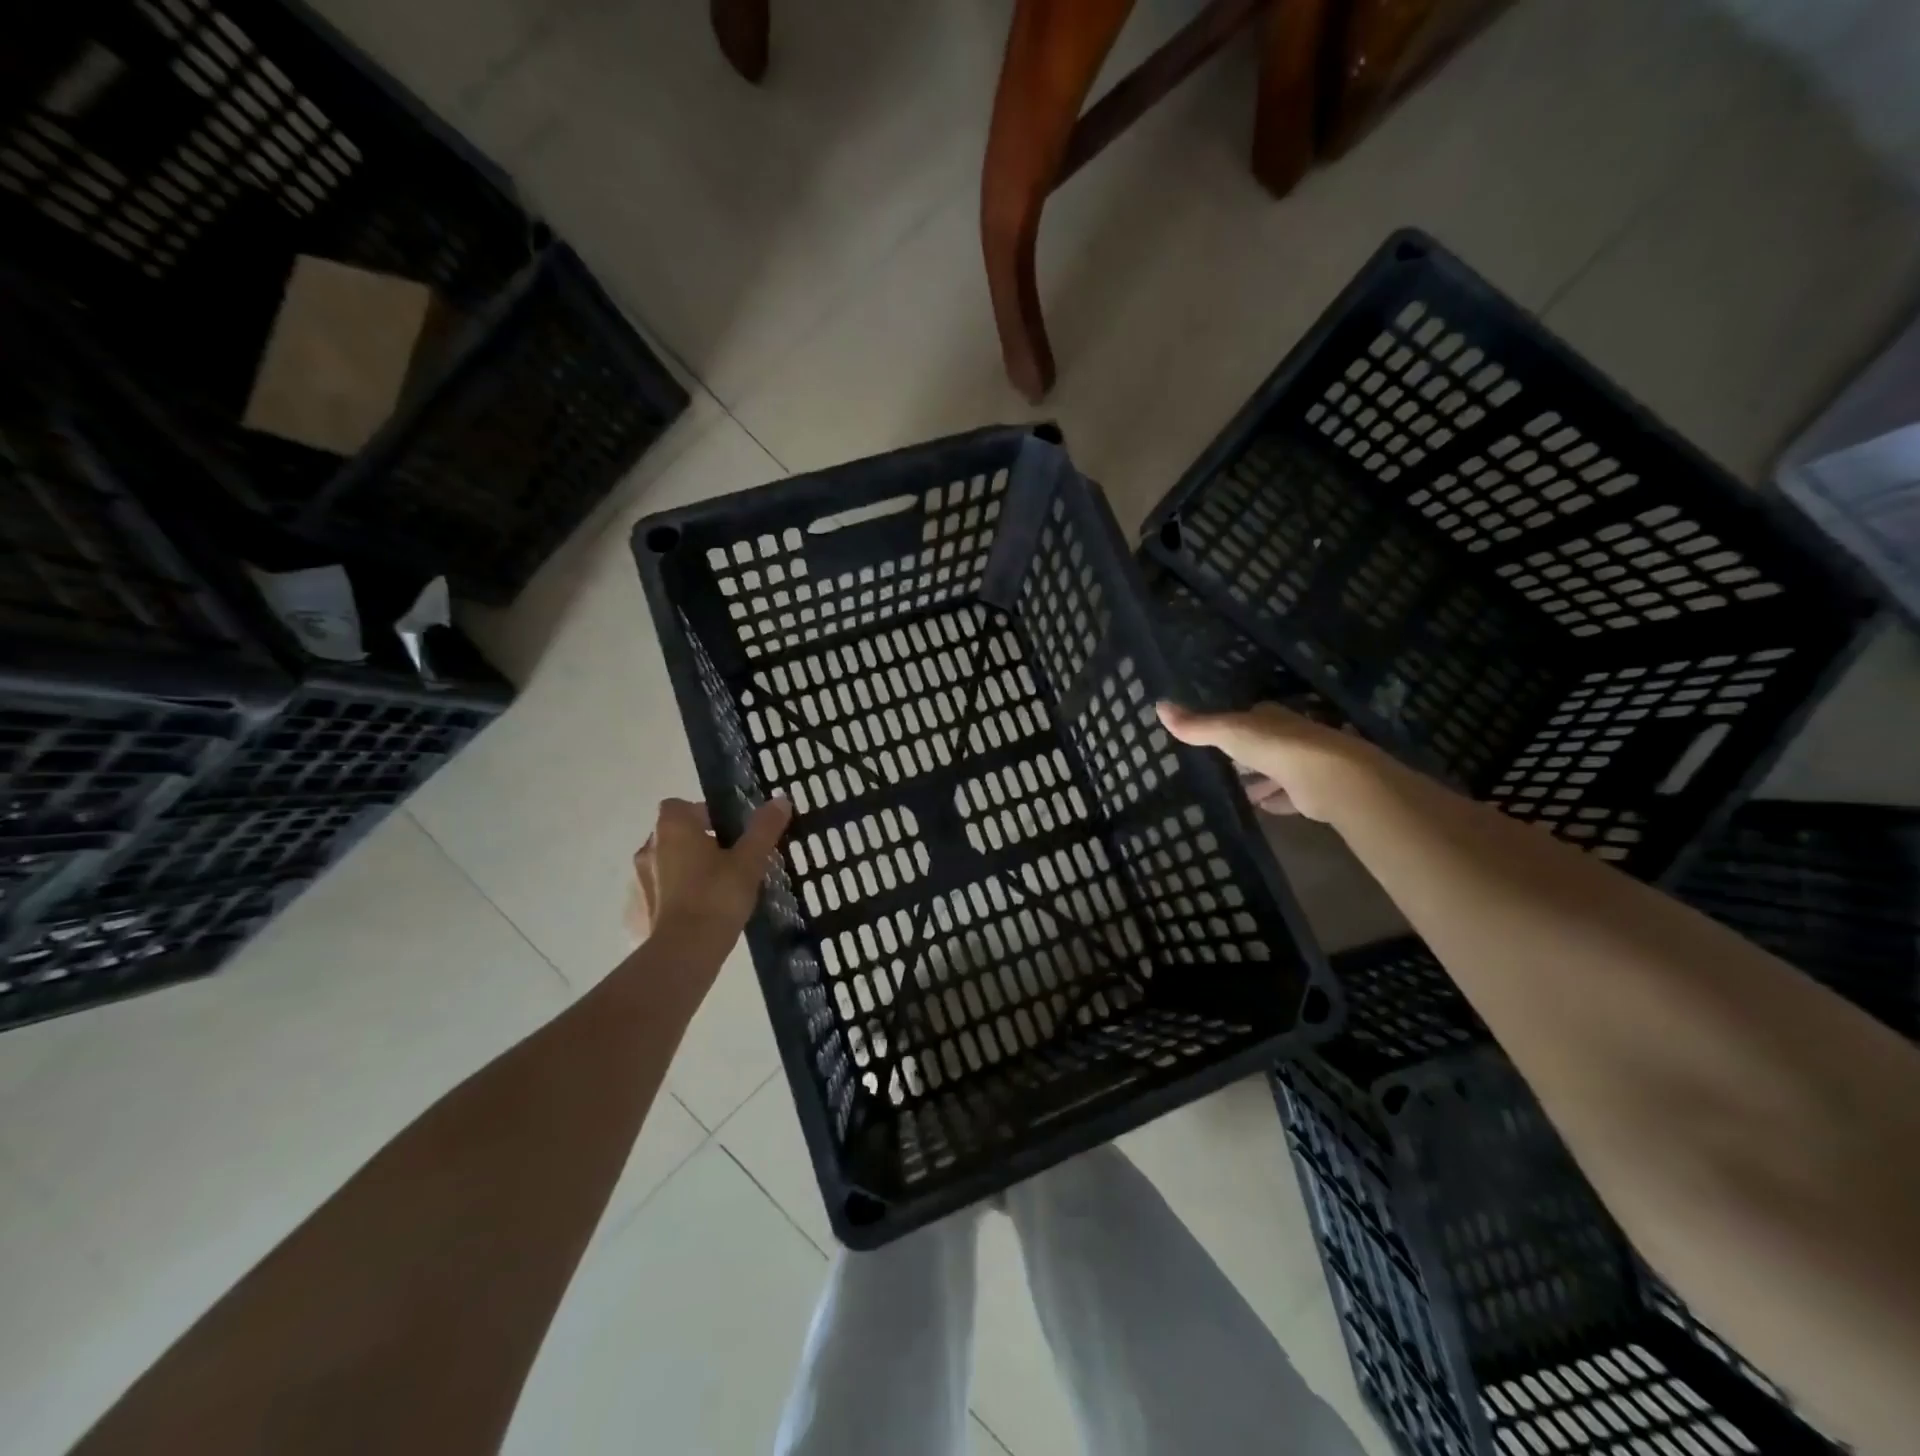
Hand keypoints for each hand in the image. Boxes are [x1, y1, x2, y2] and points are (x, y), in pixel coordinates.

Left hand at [626, 796, 791, 948]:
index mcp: (673, 829)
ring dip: (682, 872)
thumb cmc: (718, 896)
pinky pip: (655, 897)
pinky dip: (670, 901)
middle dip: (696, 844)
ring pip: (663, 866)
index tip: (726, 832)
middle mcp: (648, 849)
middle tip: (727, 863)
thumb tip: (781, 799)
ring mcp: (636, 882)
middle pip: (672, 836)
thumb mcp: (749, 861)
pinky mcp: (634, 913)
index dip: (702, 814)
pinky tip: (693, 917)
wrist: (684, 952)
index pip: (680, 806)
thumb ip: (763, 828)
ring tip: (712, 892)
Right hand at [1156, 701, 1375, 822]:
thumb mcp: (1227, 732)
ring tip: (1235, 791)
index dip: (1232, 724)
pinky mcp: (1310, 792)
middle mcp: (1288, 736)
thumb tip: (1158, 705)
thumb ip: (1196, 725)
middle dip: (1245, 754)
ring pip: (1274, 771)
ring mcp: (1302, 764)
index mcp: (1269, 718)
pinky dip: (1275, 801)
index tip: (1213, 734)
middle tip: (1220, 765)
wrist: (1326, 776)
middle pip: (1262, 744)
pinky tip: (1261, 808)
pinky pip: (1287, 797)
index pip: (1248, 717)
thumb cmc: (1273, 746)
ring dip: (1258, 780)